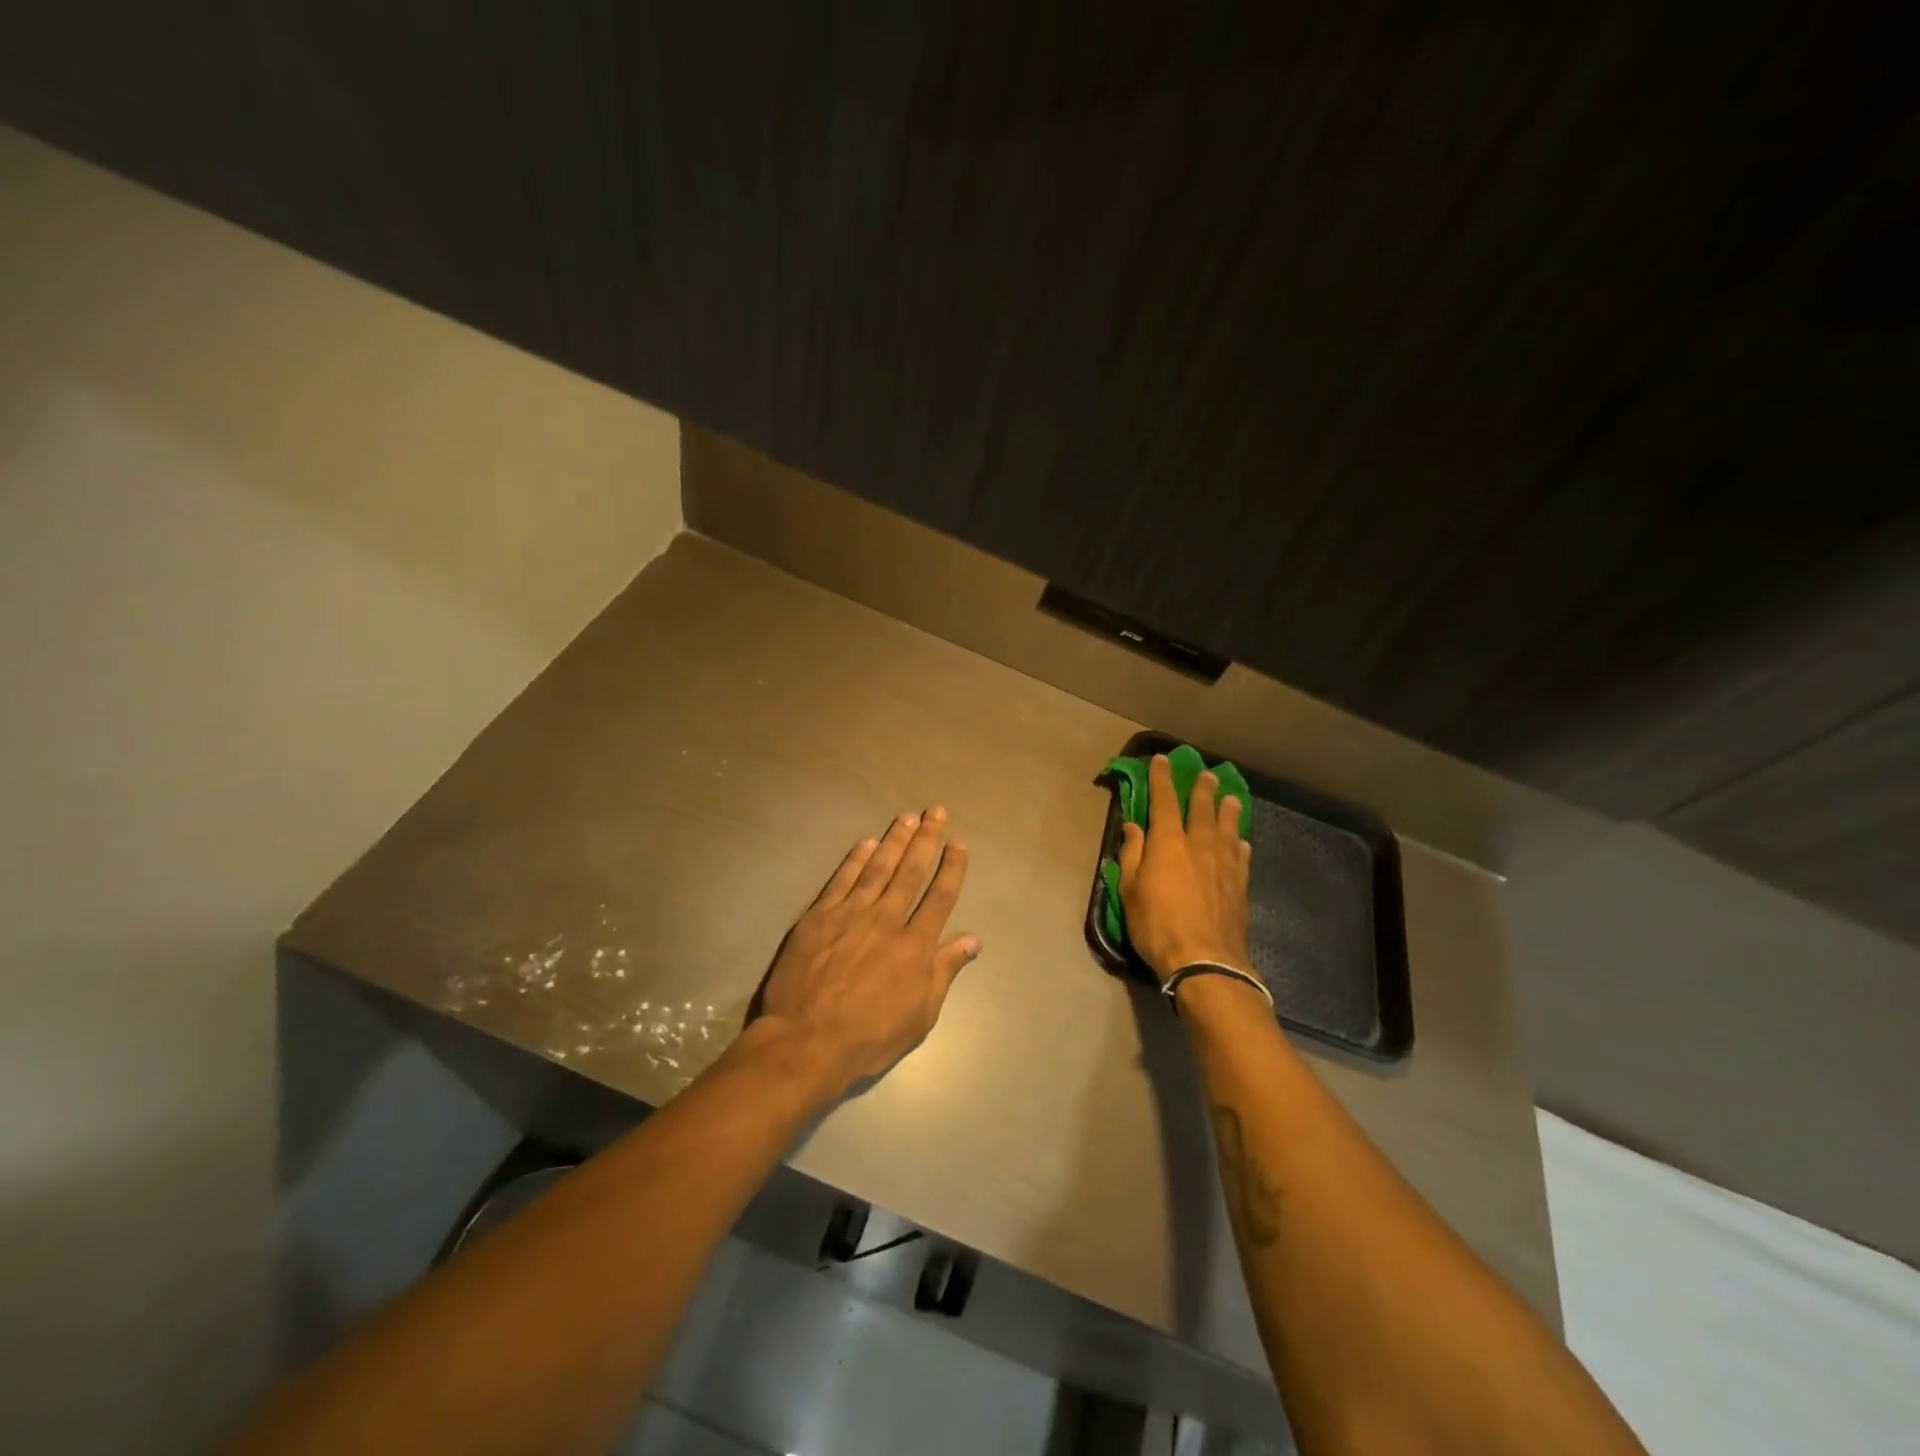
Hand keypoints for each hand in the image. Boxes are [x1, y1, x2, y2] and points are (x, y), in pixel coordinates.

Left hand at [756, 808, 979, 1097]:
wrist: (807, 1041)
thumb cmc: (869, 1036)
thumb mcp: (921, 1014)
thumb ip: (945, 970)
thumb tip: (973, 939)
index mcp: (915, 945)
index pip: (940, 897)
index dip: (951, 868)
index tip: (958, 844)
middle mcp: (887, 920)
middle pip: (911, 872)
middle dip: (926, 840)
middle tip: (935, 811)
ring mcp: (852, 914)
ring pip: (879, 868)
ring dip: (895, 840)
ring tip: (907, 817)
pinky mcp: (820, 916)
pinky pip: (842, 880)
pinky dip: (856, 859)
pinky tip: (866, 842)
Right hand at [1117, 754, 1253, 982]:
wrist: (1205, 960)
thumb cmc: (1157, 924)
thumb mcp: (1131, 890)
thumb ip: (1133, 854)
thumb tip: (1133, 827)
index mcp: (1168, 842)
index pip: (1164, 801)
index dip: (1162, 779)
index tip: (1162, 760)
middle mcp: (1199, 845)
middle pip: (1202, 809)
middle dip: (1201, 789)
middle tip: (1206, 774)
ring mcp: (1224, 864)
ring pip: (1227, 828)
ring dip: (1227, 810)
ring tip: (1230, 797)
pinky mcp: (1240, 885)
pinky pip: (1241, 856)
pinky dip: (1240, 844)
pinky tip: (1242, 842)